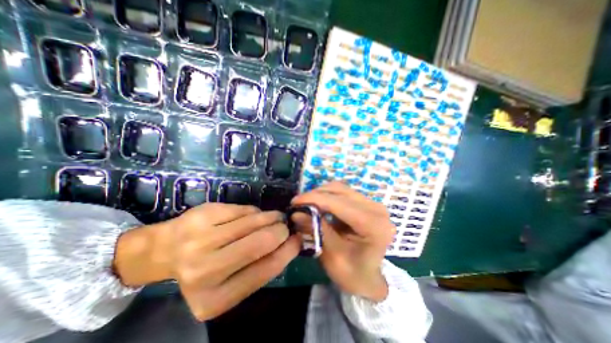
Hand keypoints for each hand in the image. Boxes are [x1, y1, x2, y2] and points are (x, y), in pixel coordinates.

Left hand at [113, 203, 301, 317]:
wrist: (165, 250)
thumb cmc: (204, 269)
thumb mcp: (232, 281)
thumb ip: (260, 267)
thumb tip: (290, 243)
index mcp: (215, 299)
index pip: (266, 270)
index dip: (288, 251)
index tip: (298, 239)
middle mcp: (205, 271)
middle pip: (261, 242)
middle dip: (281, 230)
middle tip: (285, 226)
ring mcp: (201, 240)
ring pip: (254, 221)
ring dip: (271, 217)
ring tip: (275, 217)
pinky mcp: (204, 215)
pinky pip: (244, 210)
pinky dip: (254, 212)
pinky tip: (252, 216)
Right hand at [292, 181, 395, 300]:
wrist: (369, 278)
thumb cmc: (352, 274)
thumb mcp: (332, 255)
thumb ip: (316, 230)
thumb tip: (296, 212)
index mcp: (373, 225)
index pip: (339, 203)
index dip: (315, 199)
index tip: (295, 201)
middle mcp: (376, 209)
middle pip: (340, 191)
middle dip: (316, 195)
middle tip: (299, 204)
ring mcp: (373, 204)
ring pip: (341, 189)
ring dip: (321, 194)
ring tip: (307, 204)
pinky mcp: (367, 203)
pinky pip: (344, 193)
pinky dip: (328, 196)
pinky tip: (319, 205)